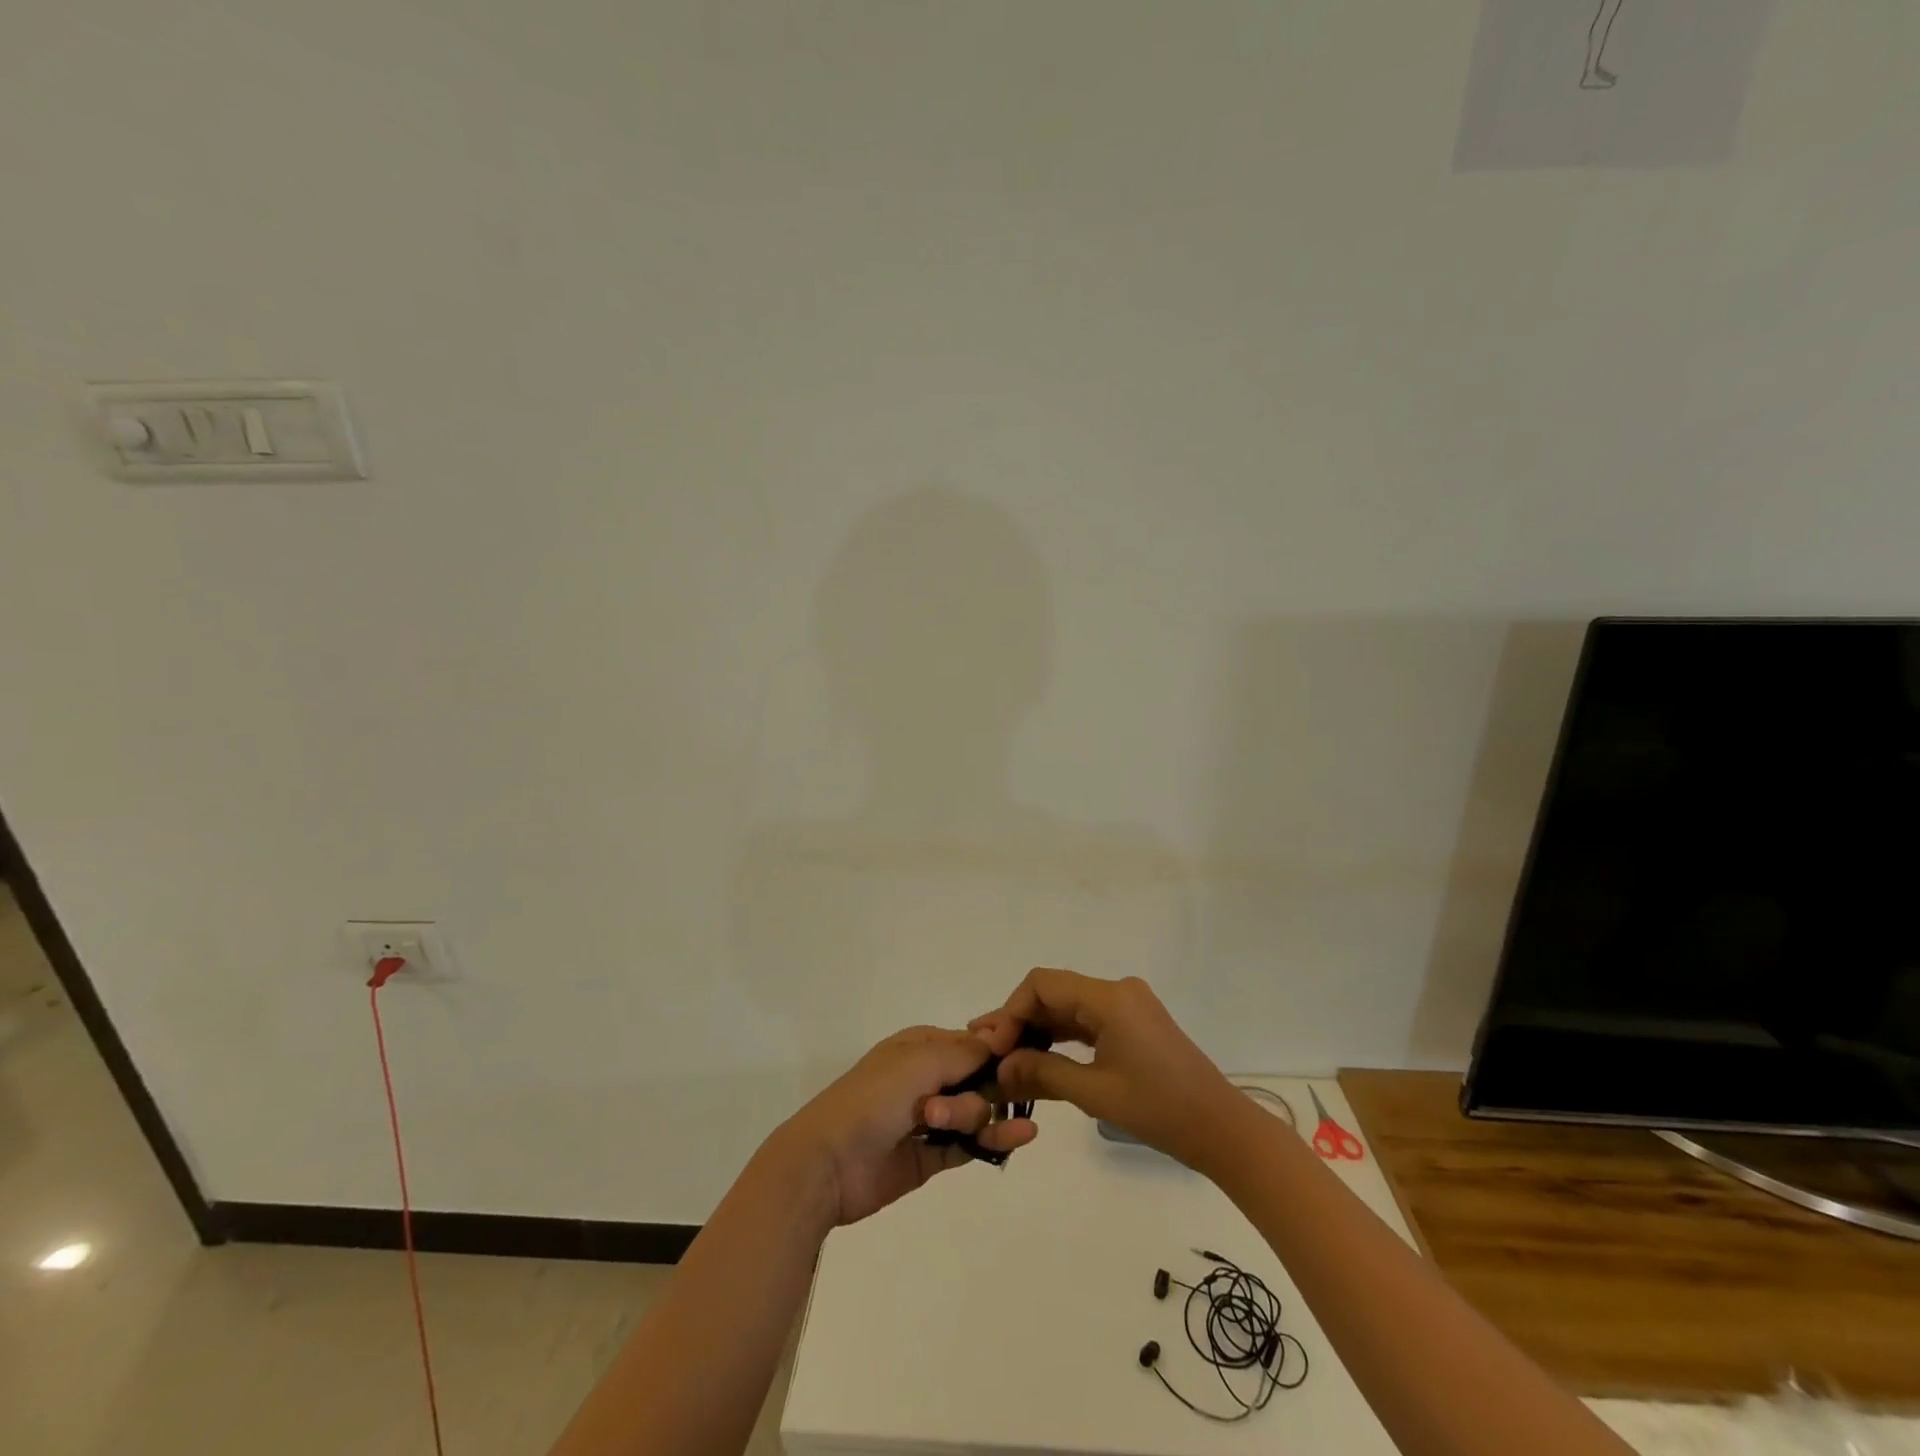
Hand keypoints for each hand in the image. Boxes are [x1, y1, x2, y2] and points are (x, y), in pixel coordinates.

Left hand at [775, 1026, 1037, 1226]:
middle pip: (978, 1079)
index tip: (1021, 1061)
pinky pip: (970, 1144)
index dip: (998, 1052)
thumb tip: (1002, 1041)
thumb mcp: (920, 1062)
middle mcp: (927, 1077)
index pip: (972, 1043)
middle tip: (964, 1107)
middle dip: (987, 1090)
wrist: (829, 1162)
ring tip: (990, 1131)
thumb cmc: (874, 1098)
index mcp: (921, 1046)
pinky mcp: (930, 1156)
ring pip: (977, 1112)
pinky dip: (994, 1141)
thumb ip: (965, 1053)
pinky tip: (1020, 1137)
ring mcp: (929, 1118)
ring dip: (989, 1117)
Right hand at [972, 970, 1243, 1175]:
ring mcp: (1127, 1006)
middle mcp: (1117, 991)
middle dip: (1020, 1020)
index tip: (994, 1046)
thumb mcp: (1095, 1092)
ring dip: (1038, 1029)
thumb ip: (1043, 1072)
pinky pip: (1087, 1020)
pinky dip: (1062, 1037)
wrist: (1221, 1129)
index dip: (1011, 1010)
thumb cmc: (1159, 1109)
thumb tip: (1000, 1068)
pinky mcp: (1133, 1024)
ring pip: (1069, 1007)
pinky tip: (1039, 1057)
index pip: (1043, 984)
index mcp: (1109, 997)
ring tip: (1006, 1057)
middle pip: (1054, 992)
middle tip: (989, 1052)